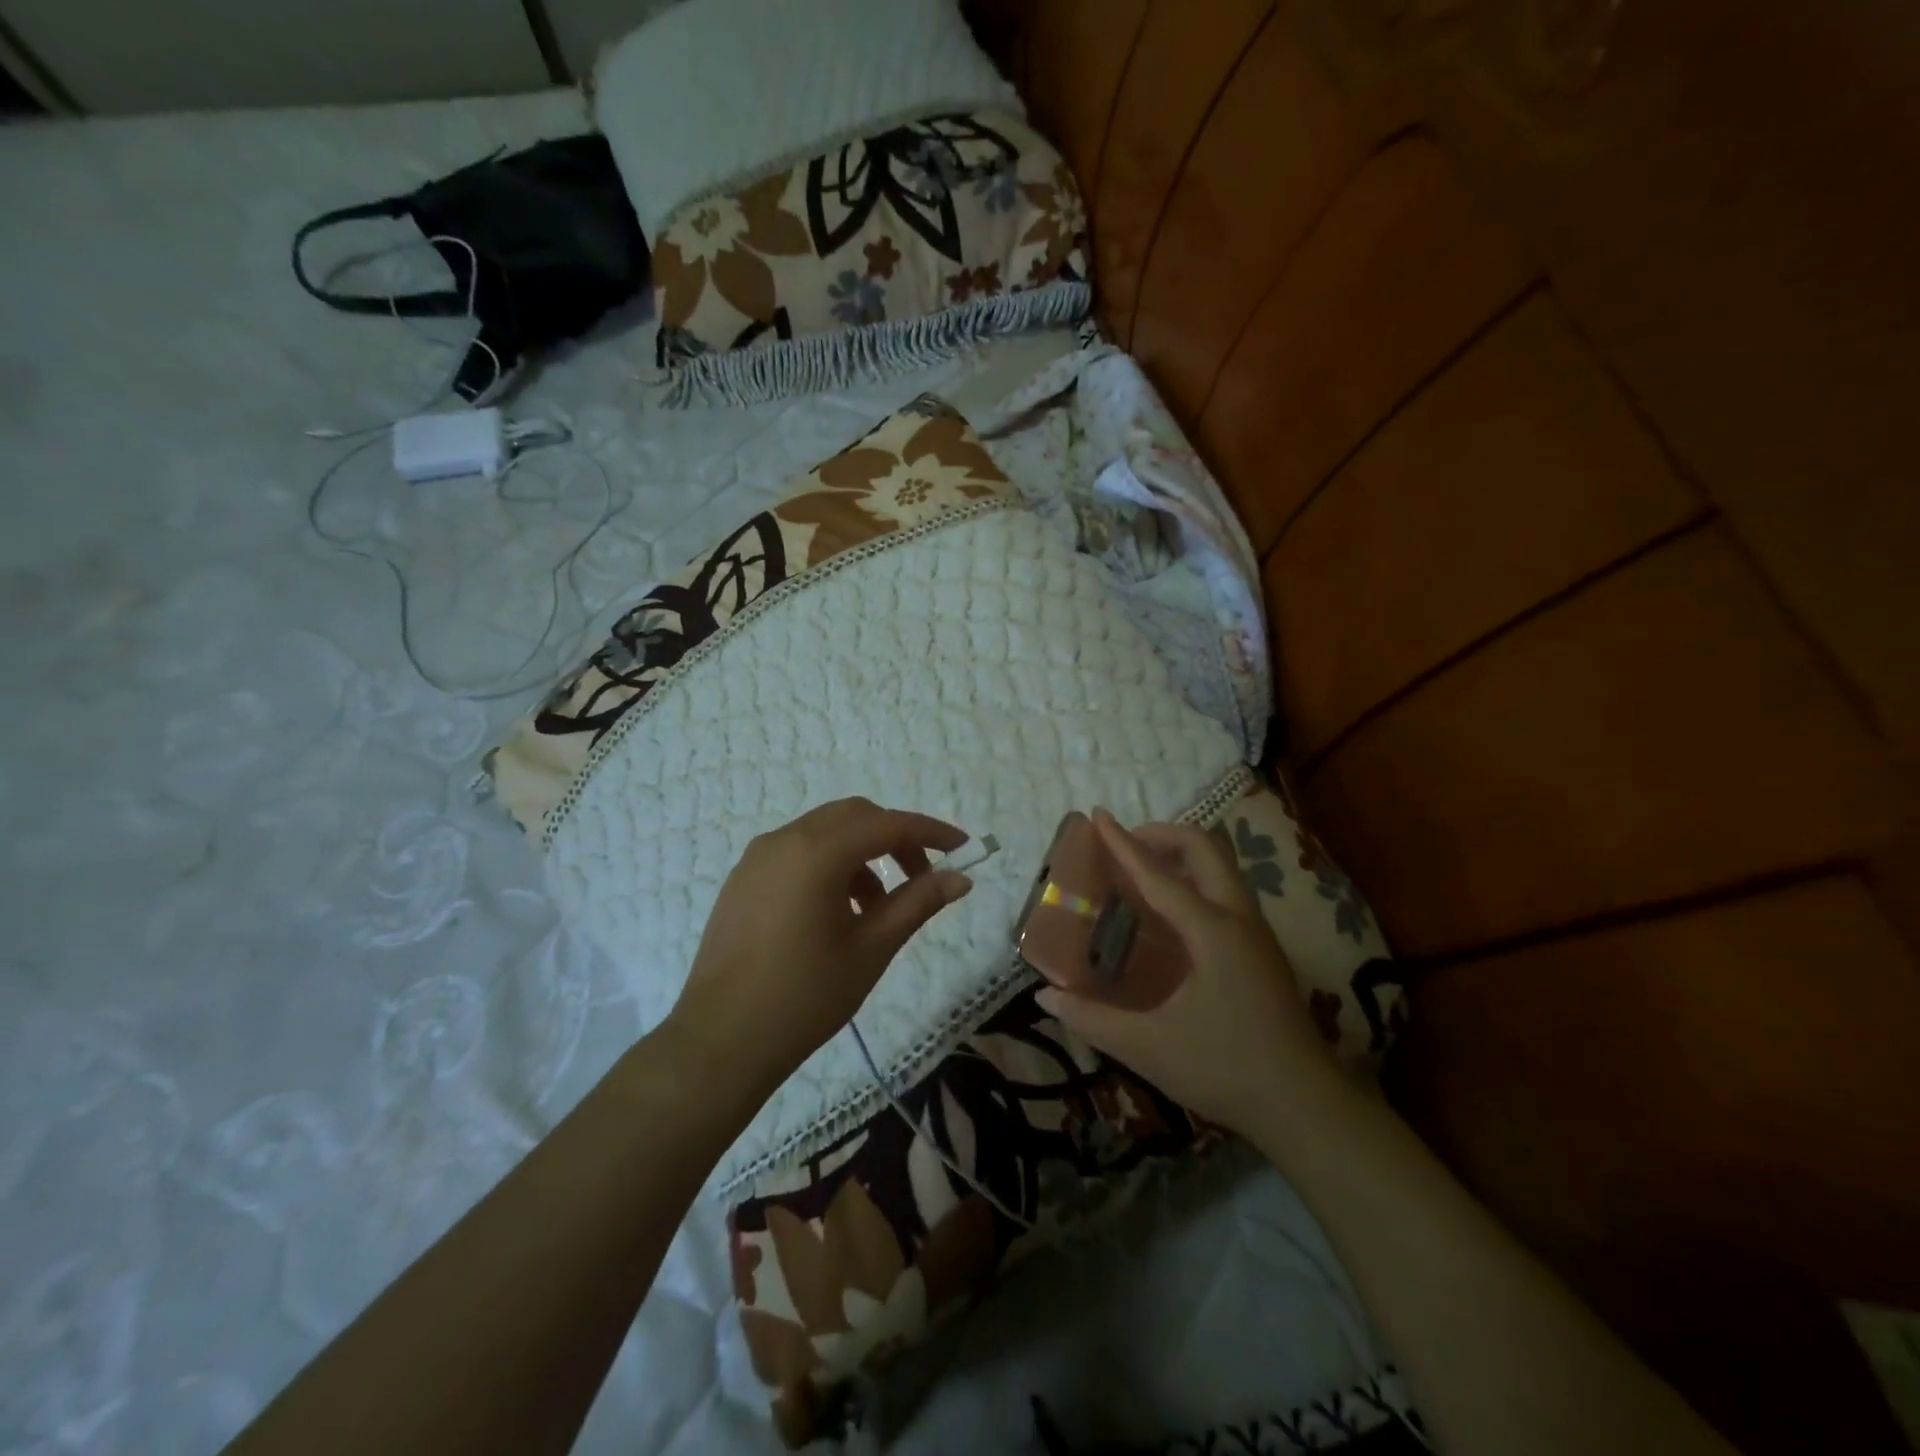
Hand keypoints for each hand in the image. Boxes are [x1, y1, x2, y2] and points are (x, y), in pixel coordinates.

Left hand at [666, 798, 971, 1096]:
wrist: (720, 1041)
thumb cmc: (805, 995)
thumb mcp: (871, 948)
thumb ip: (917, 902)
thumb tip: (960, 878)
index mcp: (818, 852)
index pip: (888, 824)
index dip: (930, 833)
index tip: (964, 849)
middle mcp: (785, 839)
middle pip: (855, 816)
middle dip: (895, 838)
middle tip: (923, 876)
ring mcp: (758, 857)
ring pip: (825, 832)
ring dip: (863, 853)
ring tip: (879, 907)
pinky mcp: (743, 878)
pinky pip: (798, 852)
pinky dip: (831, 864)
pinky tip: (839, 911)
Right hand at [1035, 809, 1340, 1134]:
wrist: (1305, 1107)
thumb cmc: (1226, 1070)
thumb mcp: (1150, 1048)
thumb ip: (1093, 1019)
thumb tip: (1045, 996)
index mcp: (1212, 932)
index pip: (1159, 876)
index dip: (1123, 844)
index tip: (1098, 815)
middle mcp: (1239, 919)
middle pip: (1207, 848)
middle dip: (1163, 835)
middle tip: (1125, 846)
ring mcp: (1257, 933)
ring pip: (1223, 867)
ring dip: (1183, 855)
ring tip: (1142, 872)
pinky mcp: (1262, 950)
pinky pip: (1226, 891)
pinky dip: (1196, 880)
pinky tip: (1170, 916)